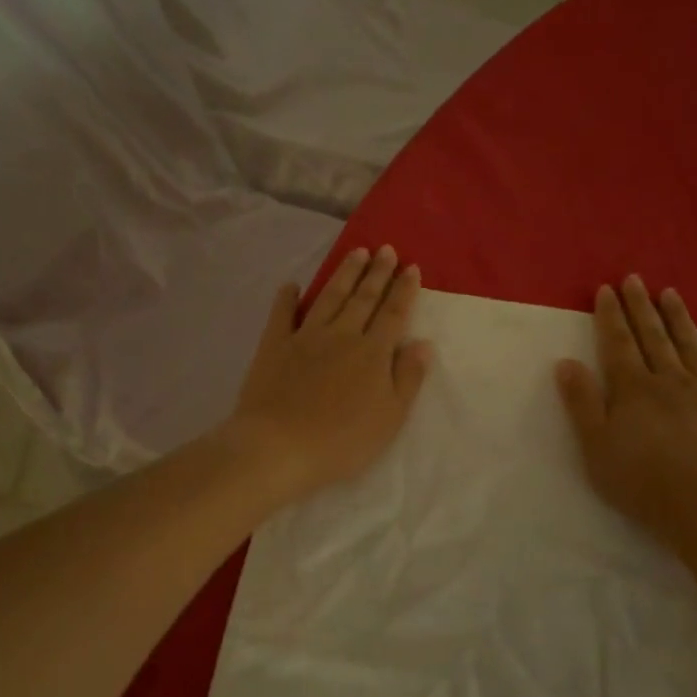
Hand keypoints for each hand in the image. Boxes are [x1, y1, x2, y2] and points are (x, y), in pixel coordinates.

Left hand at [226, 246, 431, 503]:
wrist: (280, 447)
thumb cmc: (343, 441)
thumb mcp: (390, 417)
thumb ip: (408, 378)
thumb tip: (423, 343)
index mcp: (373, 353)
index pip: (394, 314)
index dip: (404, 290)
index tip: (411, 267)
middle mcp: (342, 336)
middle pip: (363, 298)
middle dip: (377, 272)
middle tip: (386, 249)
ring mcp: (305, 337)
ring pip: (329, 297)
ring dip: (344, 274)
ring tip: (356, 252)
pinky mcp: (274, 346)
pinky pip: (282, 314)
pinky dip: (287, 298)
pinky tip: (292, 285)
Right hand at [556, 276, 696, 553]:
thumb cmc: (643, 482)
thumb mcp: (596, 447)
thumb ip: (582, 403)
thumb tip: (566, 363)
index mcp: (633, 389)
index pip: (618, 344)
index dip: (610, 316)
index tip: (606, 289)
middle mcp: (671, 381)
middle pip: (653, 337)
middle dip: (641, 307)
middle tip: (636, 279)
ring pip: (690, 346)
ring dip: (679, 318)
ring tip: (670, 293)